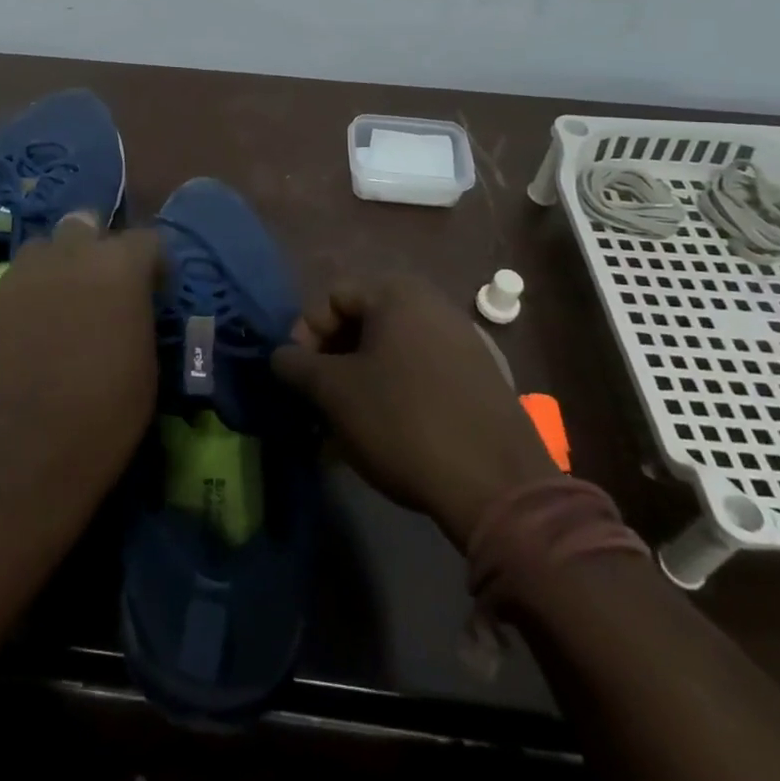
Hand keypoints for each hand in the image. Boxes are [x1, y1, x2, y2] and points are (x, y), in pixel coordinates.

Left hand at [0, 212, 162, 508]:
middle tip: (98, 283)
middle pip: (84, 223)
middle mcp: (70, 254)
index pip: (146, 239)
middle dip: (94, 244)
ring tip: (56, 302)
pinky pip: (11, 284)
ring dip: (54, 265)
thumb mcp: (144, 363)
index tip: (152, 288)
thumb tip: (129, 308)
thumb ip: (136, 315)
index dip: (151, 263)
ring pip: (41, 248)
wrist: (22, 448)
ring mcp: (22, 274)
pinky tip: (23, 333)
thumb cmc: (104, 412)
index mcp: (119, 266)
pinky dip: (23, 298)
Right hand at [271, 273, 554, 544]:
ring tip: (346, 426)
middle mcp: (432, 305)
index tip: (299, 377)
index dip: (305, 334)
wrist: (499, 486)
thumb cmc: (403, 421)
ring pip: (390, 353)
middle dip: (332, 362)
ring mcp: (462, 342)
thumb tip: (280, 356)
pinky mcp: (480, 379)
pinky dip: (394, 395)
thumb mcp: (334, 392)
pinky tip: (385, 435)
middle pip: (362, 323)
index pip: (332, 298)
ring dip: (360, 382)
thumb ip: (296, 365)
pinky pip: (421, 374)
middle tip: (319, 402)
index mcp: (397, 294)